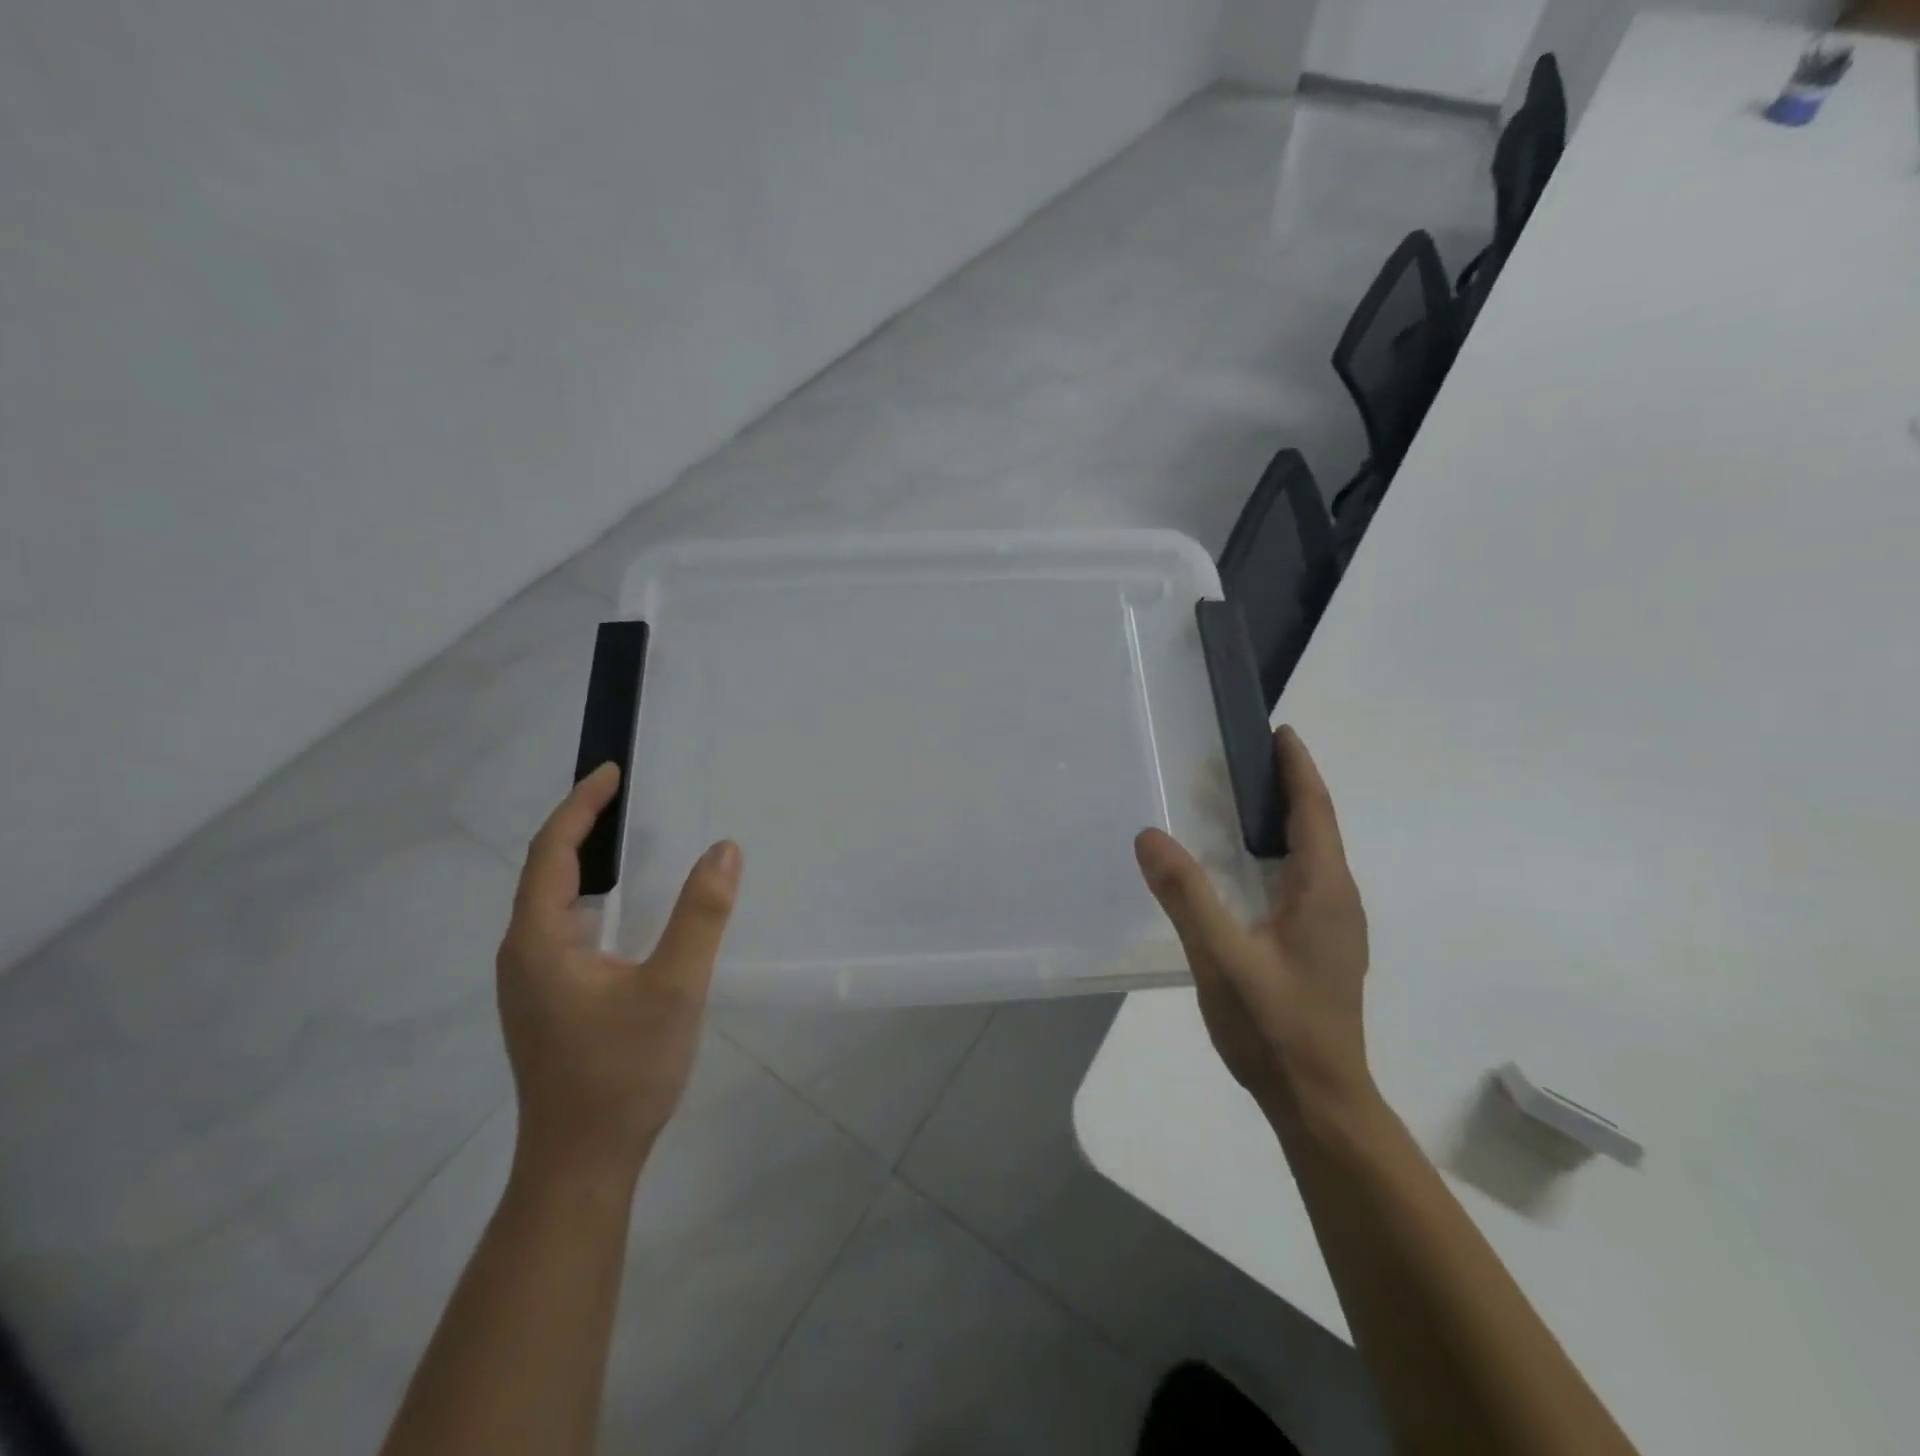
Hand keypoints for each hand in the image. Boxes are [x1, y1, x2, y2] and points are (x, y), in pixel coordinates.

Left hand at [496, 763, 741, 1186]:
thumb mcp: (674, 987)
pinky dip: (589, 897)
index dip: (580, 806)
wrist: (581, 1163)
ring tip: (625, 839)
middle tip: (623, 796)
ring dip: (584, 863)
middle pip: (544, 872)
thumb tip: (724, 848)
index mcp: (539, 941)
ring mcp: (530, 982)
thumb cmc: (622, 1071)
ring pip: (551, 903)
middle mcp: (522, 954)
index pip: (552, 852)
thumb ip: (701, 915)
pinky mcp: (547, 1002)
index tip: (610, 772)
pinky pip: (563, 928)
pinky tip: (622, 910)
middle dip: (580, 826)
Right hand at [1134, 726, 1371, 1120]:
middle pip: (1317, 828)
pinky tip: (1247, 868)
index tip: (1279, 732)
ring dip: (1284, 821)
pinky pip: (1304, 881)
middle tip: (1243, 760)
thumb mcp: (1221, 958)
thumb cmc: (1274, 1027)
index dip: (1298, 769)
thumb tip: (1149, 835)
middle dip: (1288, 788)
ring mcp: (1334, 927)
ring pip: (1312, 857)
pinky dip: (1279, 854)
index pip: (1314, 812)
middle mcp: (1338, 901)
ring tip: (1241, 803)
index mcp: (1323, 892)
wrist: (1319, 1101)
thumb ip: (1186, 895)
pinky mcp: (1322, 948)